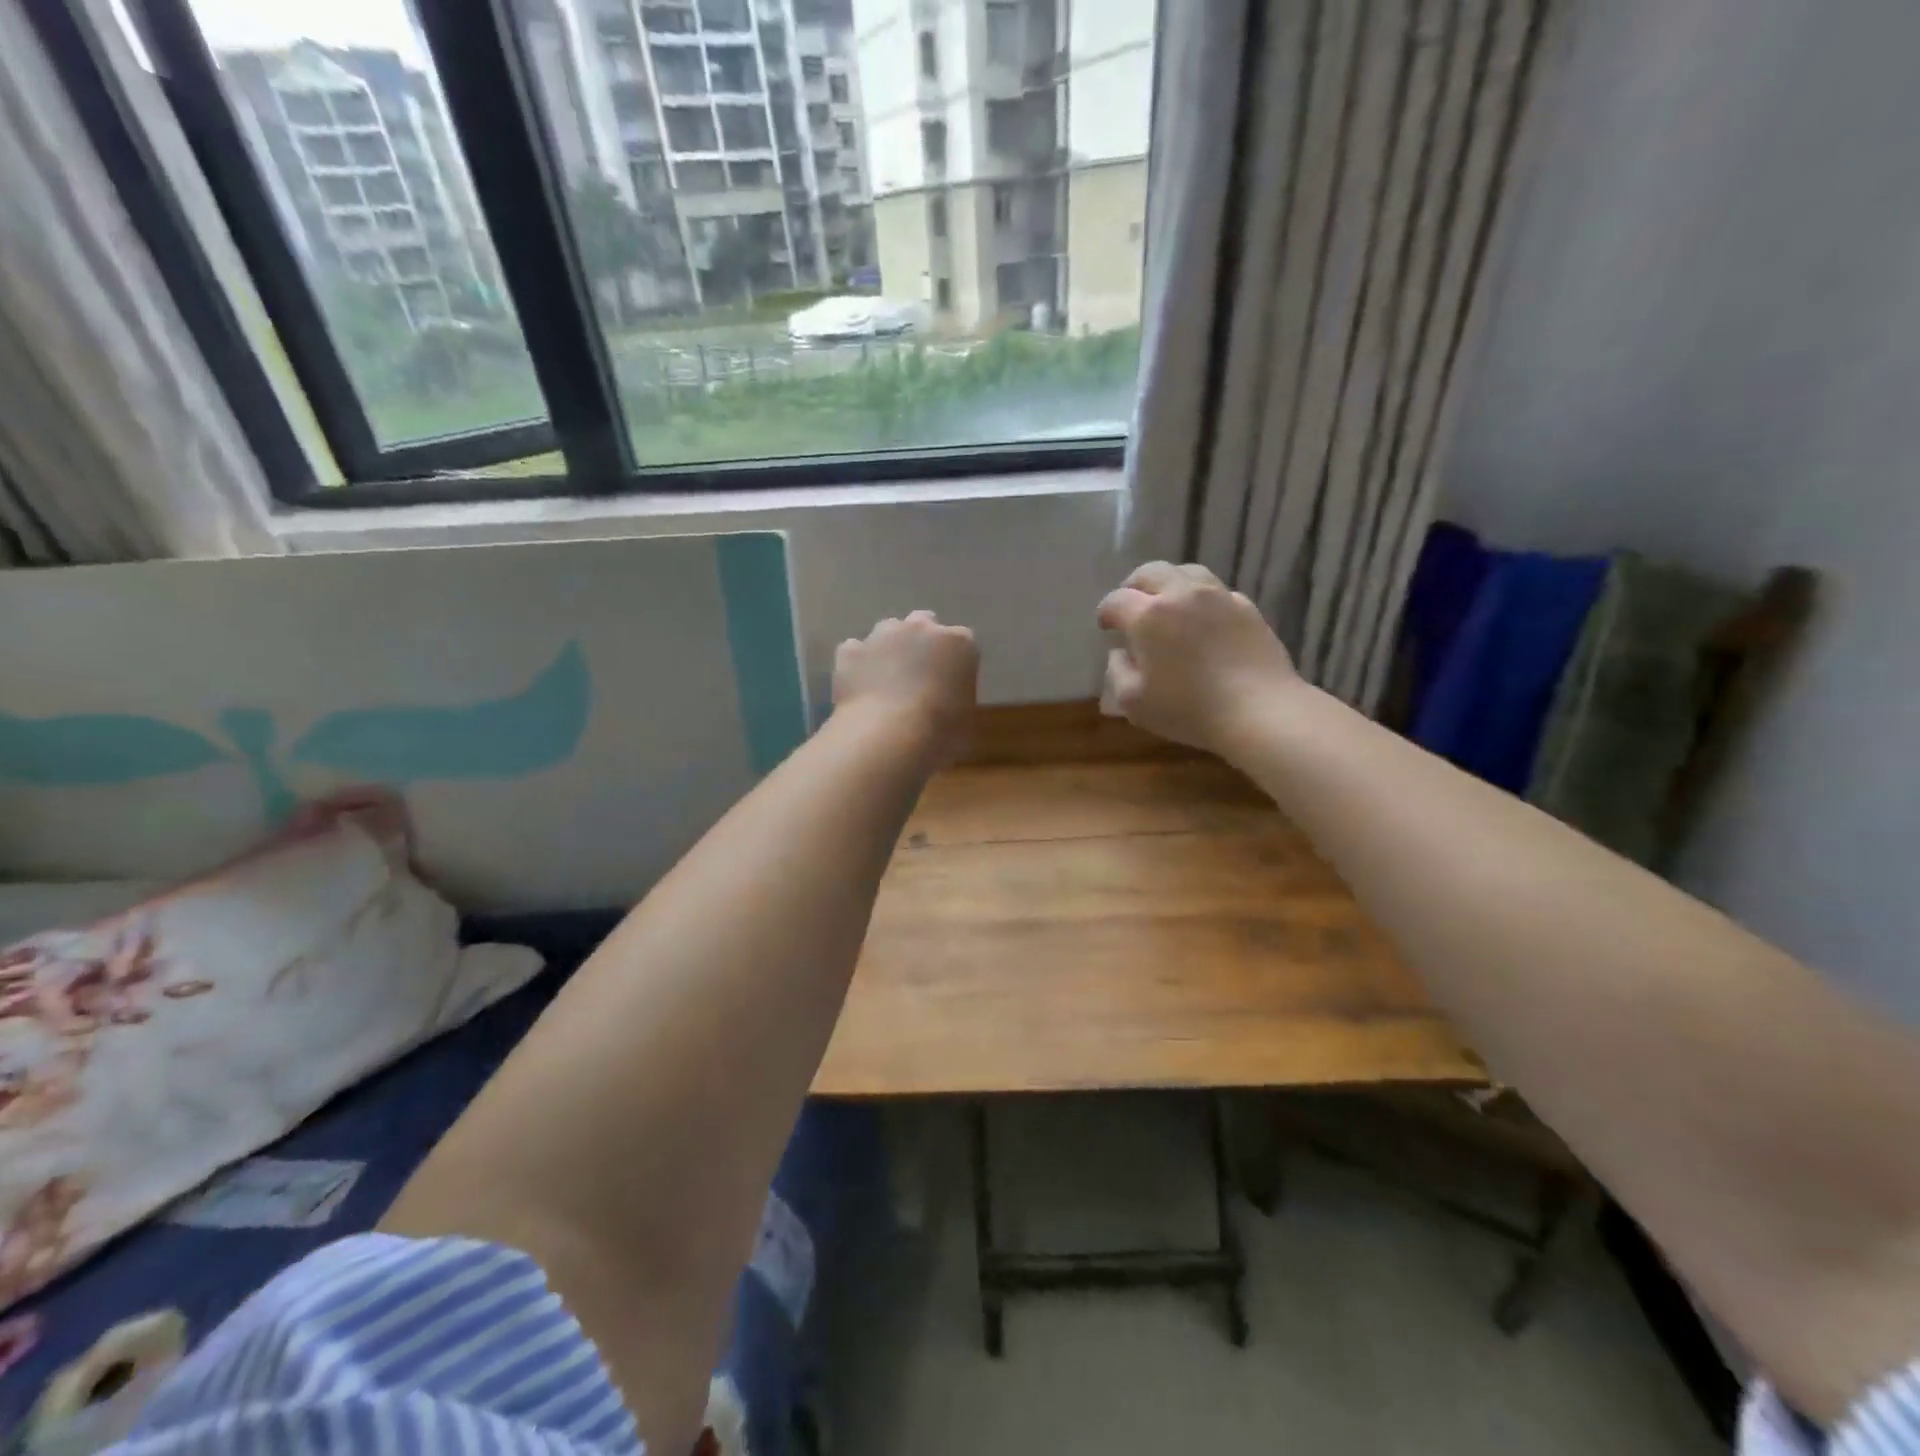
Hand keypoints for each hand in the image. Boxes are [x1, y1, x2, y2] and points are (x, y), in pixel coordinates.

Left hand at [833, 611, 979, 763]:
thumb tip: (946, 704)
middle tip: (918, 675)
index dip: (955, 662)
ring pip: (887, 632)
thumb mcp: (965, 720)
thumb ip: (958, 699)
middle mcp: (921, 628)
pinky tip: (859, 686)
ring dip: (889, 649)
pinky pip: (855, 651)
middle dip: (921, 643)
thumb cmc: (940, 732)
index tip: (951, 683)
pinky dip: (858, 664)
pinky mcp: (851, 651)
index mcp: (959, 643)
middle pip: (923, 624)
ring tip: (885, 681)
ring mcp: (882, 635)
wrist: (887, 737)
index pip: (963, 642)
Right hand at [1097, 562, 1301, 755]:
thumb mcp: (1134, 702)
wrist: (1259, 710)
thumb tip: (1120, 653)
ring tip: (1167, 604)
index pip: (1116, 600)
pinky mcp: (1246, 607)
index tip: (1106, 628)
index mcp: (1148, 615)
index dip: (1106, 613)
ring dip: (1169, 584)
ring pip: (1186, 572)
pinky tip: (1202, 621)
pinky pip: (1216, 591)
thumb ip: (1118, 672)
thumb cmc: (1188, 709)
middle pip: (1150, 572)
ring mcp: (1218, 596)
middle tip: (1131, 606)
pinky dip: (1201, 599)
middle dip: (1134, 586)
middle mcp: (1181, 594)